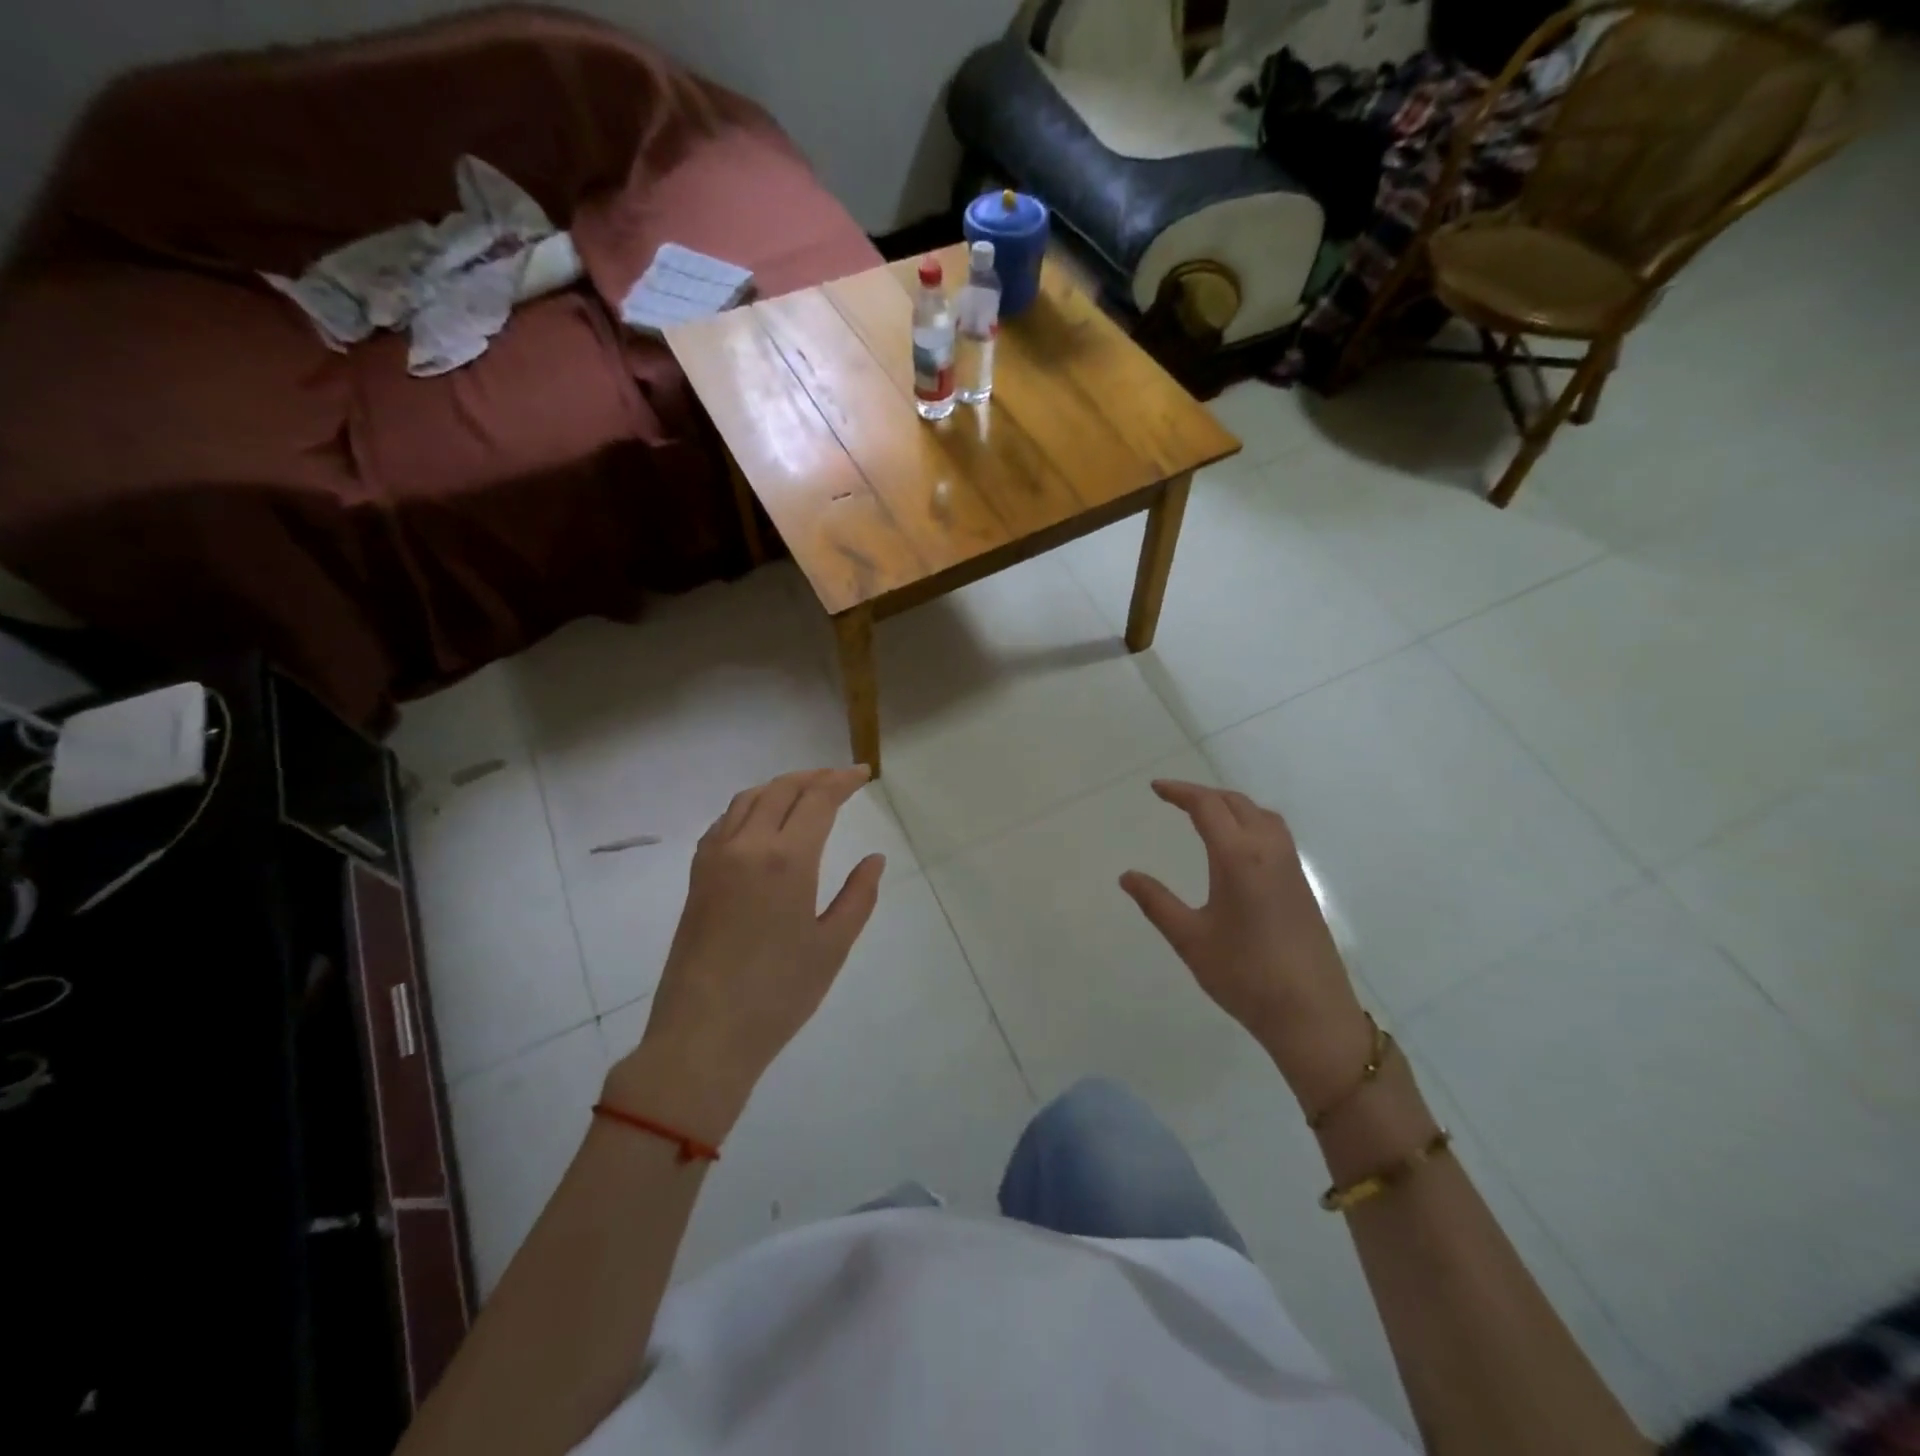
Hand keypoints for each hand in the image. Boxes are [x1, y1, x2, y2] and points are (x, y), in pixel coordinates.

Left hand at [606, 767, 885, 1141]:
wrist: (702, 1036)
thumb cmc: (778, 995)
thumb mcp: (832, 946)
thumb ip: (858, 896)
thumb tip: (874, 859)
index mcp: (786, 859)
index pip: (818, 798)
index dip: (843, 780)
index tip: (864, 773)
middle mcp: (747, 845)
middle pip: (782, 789)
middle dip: (814, 776)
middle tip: (841, 779)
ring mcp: (715, 858)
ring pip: (749, 798)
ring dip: (781, 785)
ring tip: (805, 791)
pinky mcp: (697, 876)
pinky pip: (724, 821)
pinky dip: (750, 806)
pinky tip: (762, 821)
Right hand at [1120, 780, 1371, 1110]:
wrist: (1311, 1014)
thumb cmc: (1245, 975)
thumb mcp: (1190, 939)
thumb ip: (1156, 902)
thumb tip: (1127, 876)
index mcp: (1238, 857)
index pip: (1207, 807)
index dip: (1180, 792)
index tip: (1156, 789)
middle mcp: (1268, 851)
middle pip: (1236, 803)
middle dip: (1204, 795)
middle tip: (1174, 799)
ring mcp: (1290, 867)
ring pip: (1261, 815)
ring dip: (1232, 805)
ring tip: (1206, 815)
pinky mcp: (1301, 886)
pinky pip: (1275, 834)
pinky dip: (1251, 822)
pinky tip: (1238, 847)